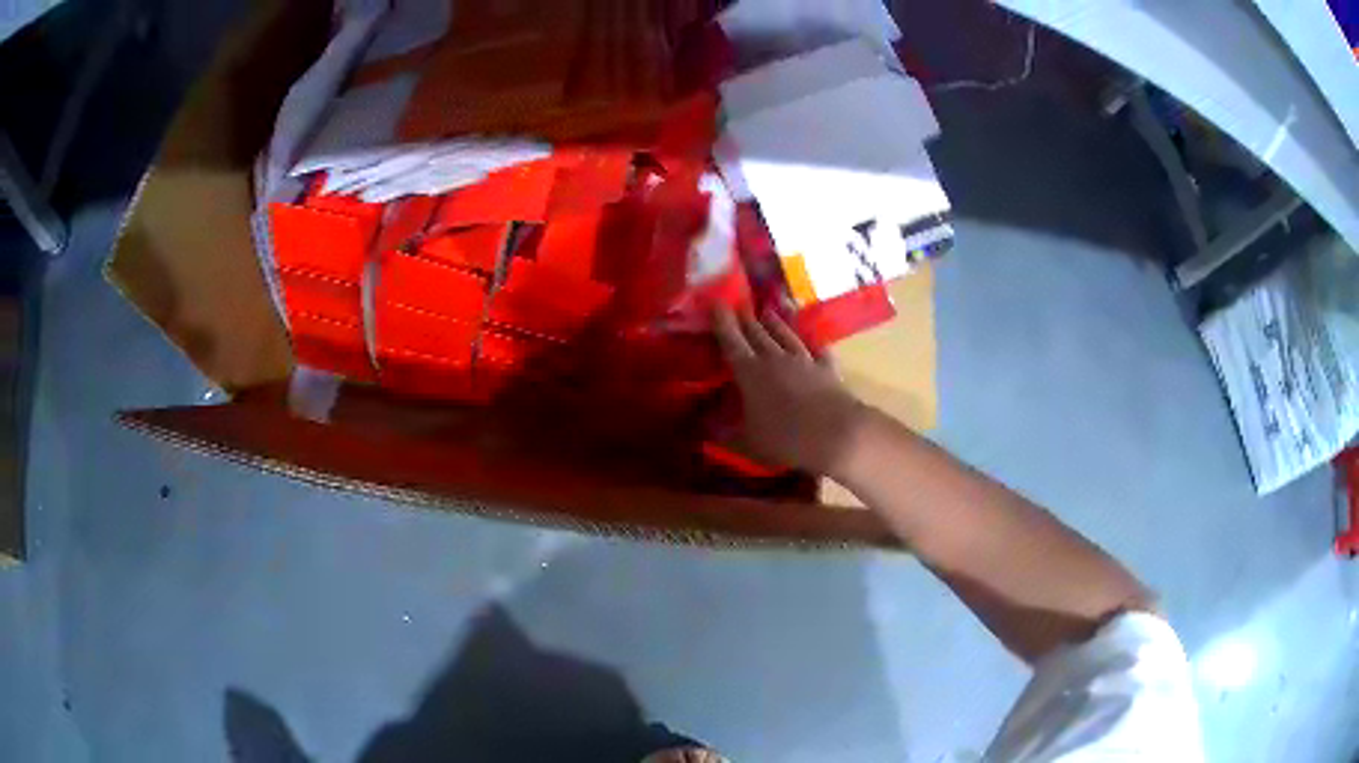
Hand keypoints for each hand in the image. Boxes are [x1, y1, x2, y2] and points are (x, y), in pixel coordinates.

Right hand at [713, 307, 867, 475]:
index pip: (731, 341)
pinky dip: (813, 343)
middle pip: (758, 334)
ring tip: (768, 312)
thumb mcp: (747, 442)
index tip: (716, 301)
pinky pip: (818, 350)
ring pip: (786, 336)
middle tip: (739, 305)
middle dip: (746, 318)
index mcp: (750, 373)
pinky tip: (813, 339)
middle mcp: (775, 359)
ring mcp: (804, 361)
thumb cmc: (785, 439)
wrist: (836, 435)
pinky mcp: (828, 369)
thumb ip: (725, 433)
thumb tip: (704, 429)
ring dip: (776, 323)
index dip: (722, 321)